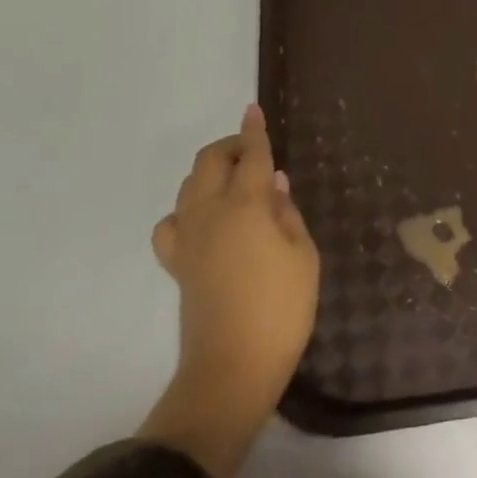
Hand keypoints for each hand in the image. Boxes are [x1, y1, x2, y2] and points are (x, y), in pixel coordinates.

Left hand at [138, 105, 319, 477]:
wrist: (233, 367)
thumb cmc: (281, 309)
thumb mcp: (304, 257)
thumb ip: (286, 213)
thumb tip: (273, 182)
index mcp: (246, 206)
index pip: (250, 156)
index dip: (254, 131)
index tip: (254, 110)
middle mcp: (210, 213)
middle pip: (209, 162)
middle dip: (229, 146)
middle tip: (253, 151)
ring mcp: (188, 238)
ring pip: (187, 187)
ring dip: (209, 173)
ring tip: (235, 183)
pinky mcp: (177, 264)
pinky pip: (172, 223)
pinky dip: (186, 211)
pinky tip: (204, 222)